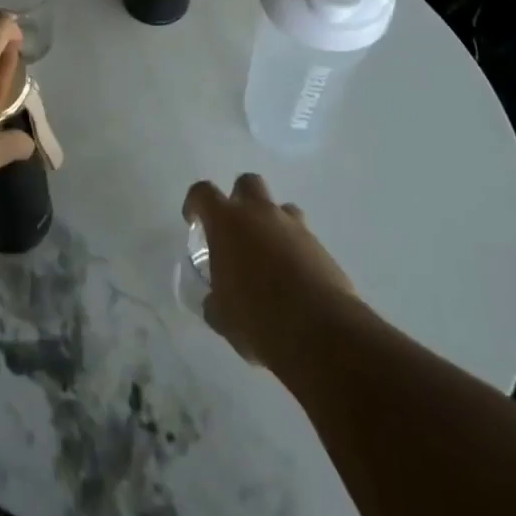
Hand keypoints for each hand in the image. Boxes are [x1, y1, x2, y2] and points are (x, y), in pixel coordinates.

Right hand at [183, 174, 356, 368]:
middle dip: (240, 199)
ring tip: (269, 256)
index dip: (195, 203)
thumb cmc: (258, 318)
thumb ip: (214, 299)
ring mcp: (295, 228)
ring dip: (272, 224)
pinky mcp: (322, 248)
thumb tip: (216, 300)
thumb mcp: (222, 316)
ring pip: (281, 209)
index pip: (203, 193)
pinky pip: (303, 238)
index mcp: (227, 222)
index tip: (194, 220)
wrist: (321, 333)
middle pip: (248, 183)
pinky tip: (294, 280)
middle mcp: (260, 214)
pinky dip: (295, 251)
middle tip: (236, 230)